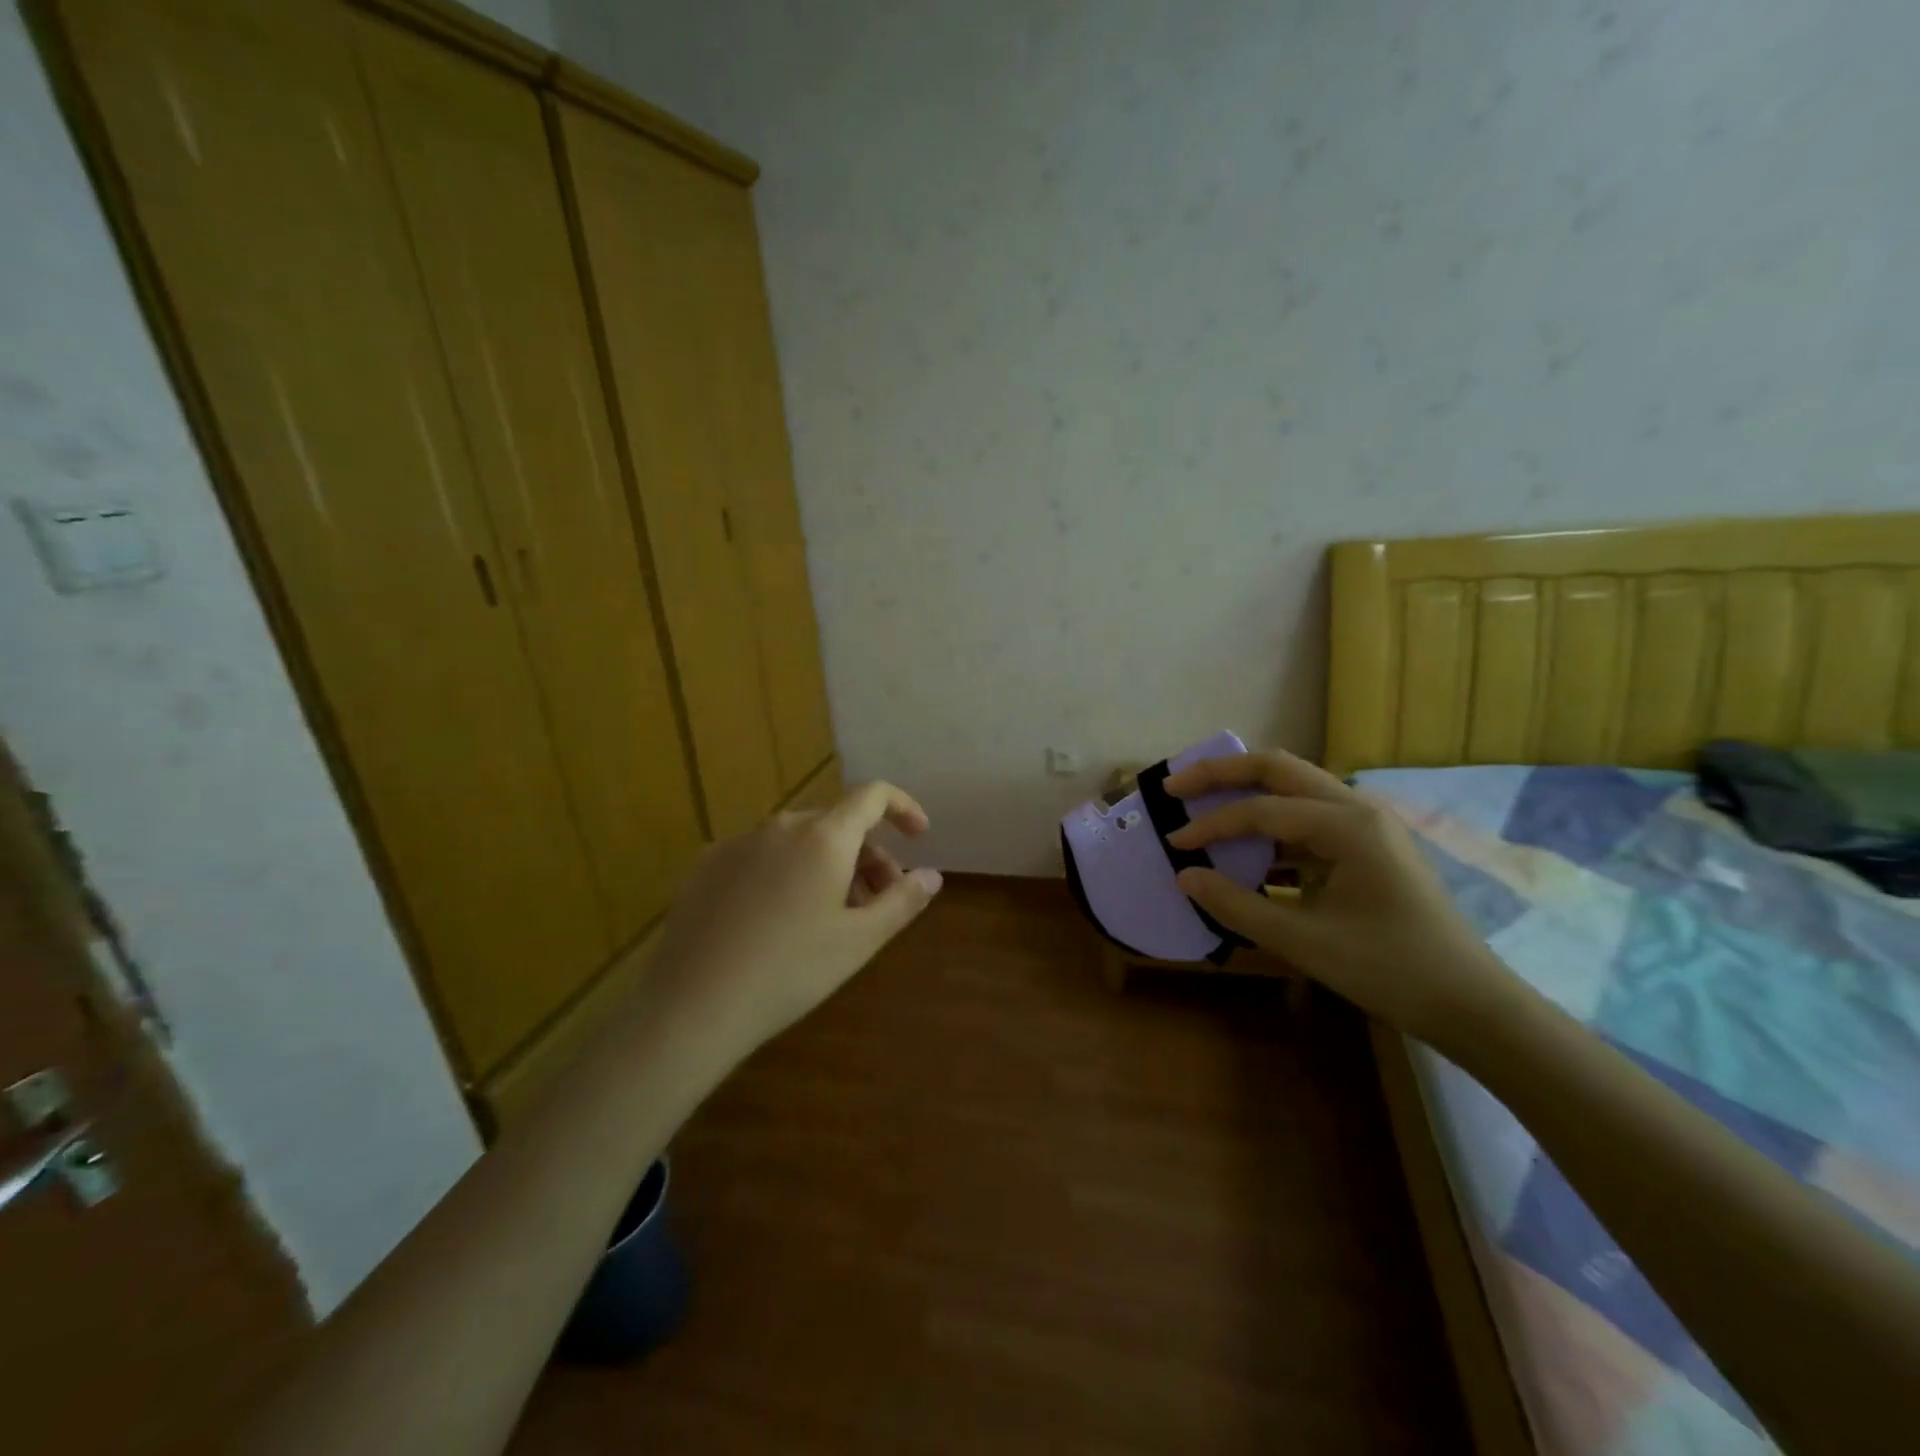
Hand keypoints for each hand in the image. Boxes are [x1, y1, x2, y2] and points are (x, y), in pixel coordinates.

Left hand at [643, 783, 942, 1051]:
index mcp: (824, 837)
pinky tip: (778, 919)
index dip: (903, 807)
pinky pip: (762, 855)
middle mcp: (781, 826)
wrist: (694, 1004)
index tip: (918, 835)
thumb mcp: (860, 941)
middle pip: (837, 823)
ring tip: (831, 915)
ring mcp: (739, 842)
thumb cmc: (791, 971)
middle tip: (876, 901)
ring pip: (799, 840)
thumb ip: (903, 901)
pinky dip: (786, 871)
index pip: (873, 796)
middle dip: (867, 854)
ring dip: (828, 864)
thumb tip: (932, 874)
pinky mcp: (707, 864)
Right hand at [1163, 749, 1513, 1041]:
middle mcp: (1359, 809)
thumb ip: (1237, 906)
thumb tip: (1184, 876)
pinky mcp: (1368, 847)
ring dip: (1247, 791)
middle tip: (1176, 784)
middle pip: (1279, 769)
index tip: (1173, 842)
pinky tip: (1247, 848)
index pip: (1262, 810)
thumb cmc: (1390, 970)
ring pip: (1295, 787)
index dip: (1212, 825)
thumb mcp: (1304, 942)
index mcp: (1348, 826)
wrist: (1472, 1005)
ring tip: (1203, 802)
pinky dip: (1272, 824)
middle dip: (1223, 772)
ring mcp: (1367, 826)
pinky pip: (1309, 819)